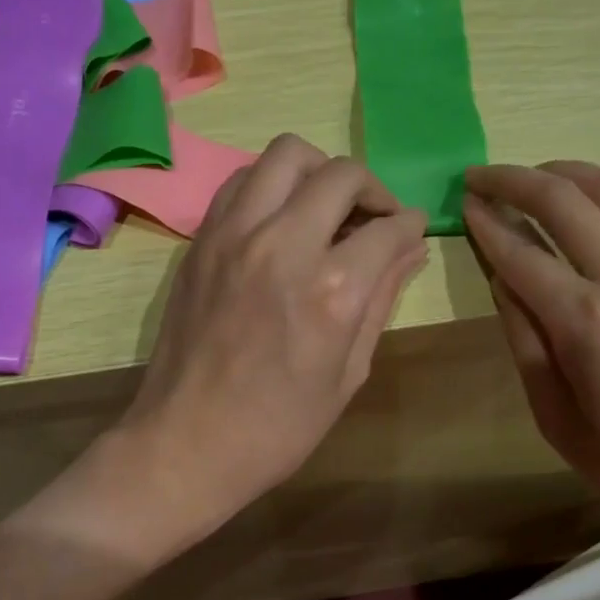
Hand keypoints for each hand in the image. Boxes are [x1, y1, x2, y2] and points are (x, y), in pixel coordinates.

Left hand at [115, 134, 427, 538]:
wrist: (187, 444)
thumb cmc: (279, 428)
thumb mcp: (347, 375)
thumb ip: (381, 300)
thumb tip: (411, 251)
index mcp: (331, 290)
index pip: (387, 228)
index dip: (409, 226)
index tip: (412, 233)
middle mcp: (283, 245)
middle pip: (340, 175)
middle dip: (372, 189)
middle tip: (376, 220)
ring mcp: (234, 236)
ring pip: (286, 155)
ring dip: (319, 172)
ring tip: (328, 207)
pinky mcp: (202, 240)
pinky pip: (242, 181)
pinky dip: (271, 184)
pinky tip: (281, 218)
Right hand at [463, 161, 599, 550]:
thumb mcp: (558, 419)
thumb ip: (526, 342)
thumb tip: (502, 281)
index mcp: (586, 322)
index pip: (520, 254)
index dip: (485, 224)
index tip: (460, 203)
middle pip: (564, 201)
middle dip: (514, 179)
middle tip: (480, 176)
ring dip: (567, 171)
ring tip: (535, 177)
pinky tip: (599, 205)